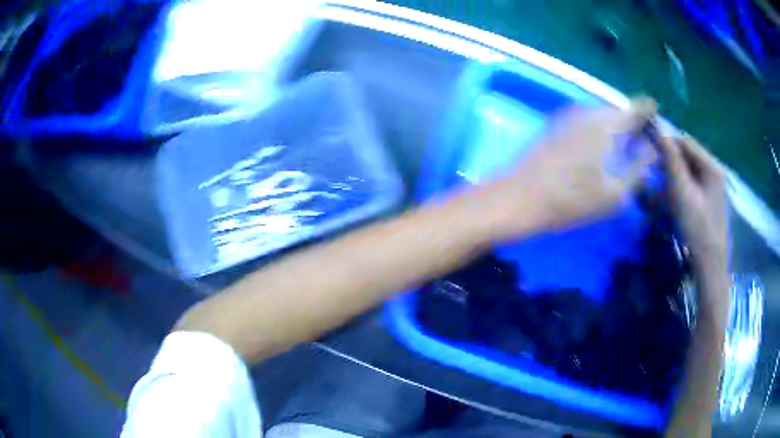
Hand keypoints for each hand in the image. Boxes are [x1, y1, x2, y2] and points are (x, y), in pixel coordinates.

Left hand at [482, 98, 657, 238]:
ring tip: (629, 148)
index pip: (638, 107)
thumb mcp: (614, 194)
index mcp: (608, 123)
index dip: (651, 113)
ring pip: (604, 115)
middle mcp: (589, 111)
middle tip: (647, 143)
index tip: (660, 124)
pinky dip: (601, 130)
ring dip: (618, 127)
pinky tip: (604, 149)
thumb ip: (638, 168)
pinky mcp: (557, 124)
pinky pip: (589, 121)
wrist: (518, 198)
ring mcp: (570, 115)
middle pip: (621, 110)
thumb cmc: (570, 201)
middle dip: (636, 123)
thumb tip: (653, 150)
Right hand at [660, 135, 729, 324]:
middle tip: (652, 170)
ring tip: (659, 186)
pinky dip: (680, 186)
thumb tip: (658, 129)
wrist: (710, 267)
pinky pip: (693, 184)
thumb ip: (671, 160)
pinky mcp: (710, 201)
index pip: (686, 142)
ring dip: (674, 174)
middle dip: (670, 159)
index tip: (648, 148)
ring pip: (690, 170)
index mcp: (712, 167)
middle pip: (689, 155)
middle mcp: (715, 172)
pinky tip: (671, 198)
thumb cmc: (697, 229)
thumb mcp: (682, 193)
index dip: (667, 141)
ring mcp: (714, 187)